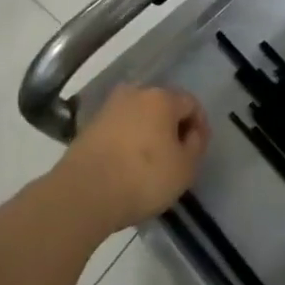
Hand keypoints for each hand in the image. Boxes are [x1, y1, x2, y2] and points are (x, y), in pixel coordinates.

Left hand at [53, 83, 210, 235]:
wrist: (84, 191)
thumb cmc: (143, 177)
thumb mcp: (185, 168)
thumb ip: (195, 145)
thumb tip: (191, 133)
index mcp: (162, 97)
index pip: (191, 103)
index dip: (200, 126)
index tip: (198, 150)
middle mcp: (135, 93)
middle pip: (163, 105)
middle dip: (173, 127)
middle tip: (177, 156)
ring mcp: (109, 107)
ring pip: (139, 116)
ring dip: (149, 133)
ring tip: (151, 163)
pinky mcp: (90, 125)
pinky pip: (120, 128)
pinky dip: (128, 141)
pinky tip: (128, 165)